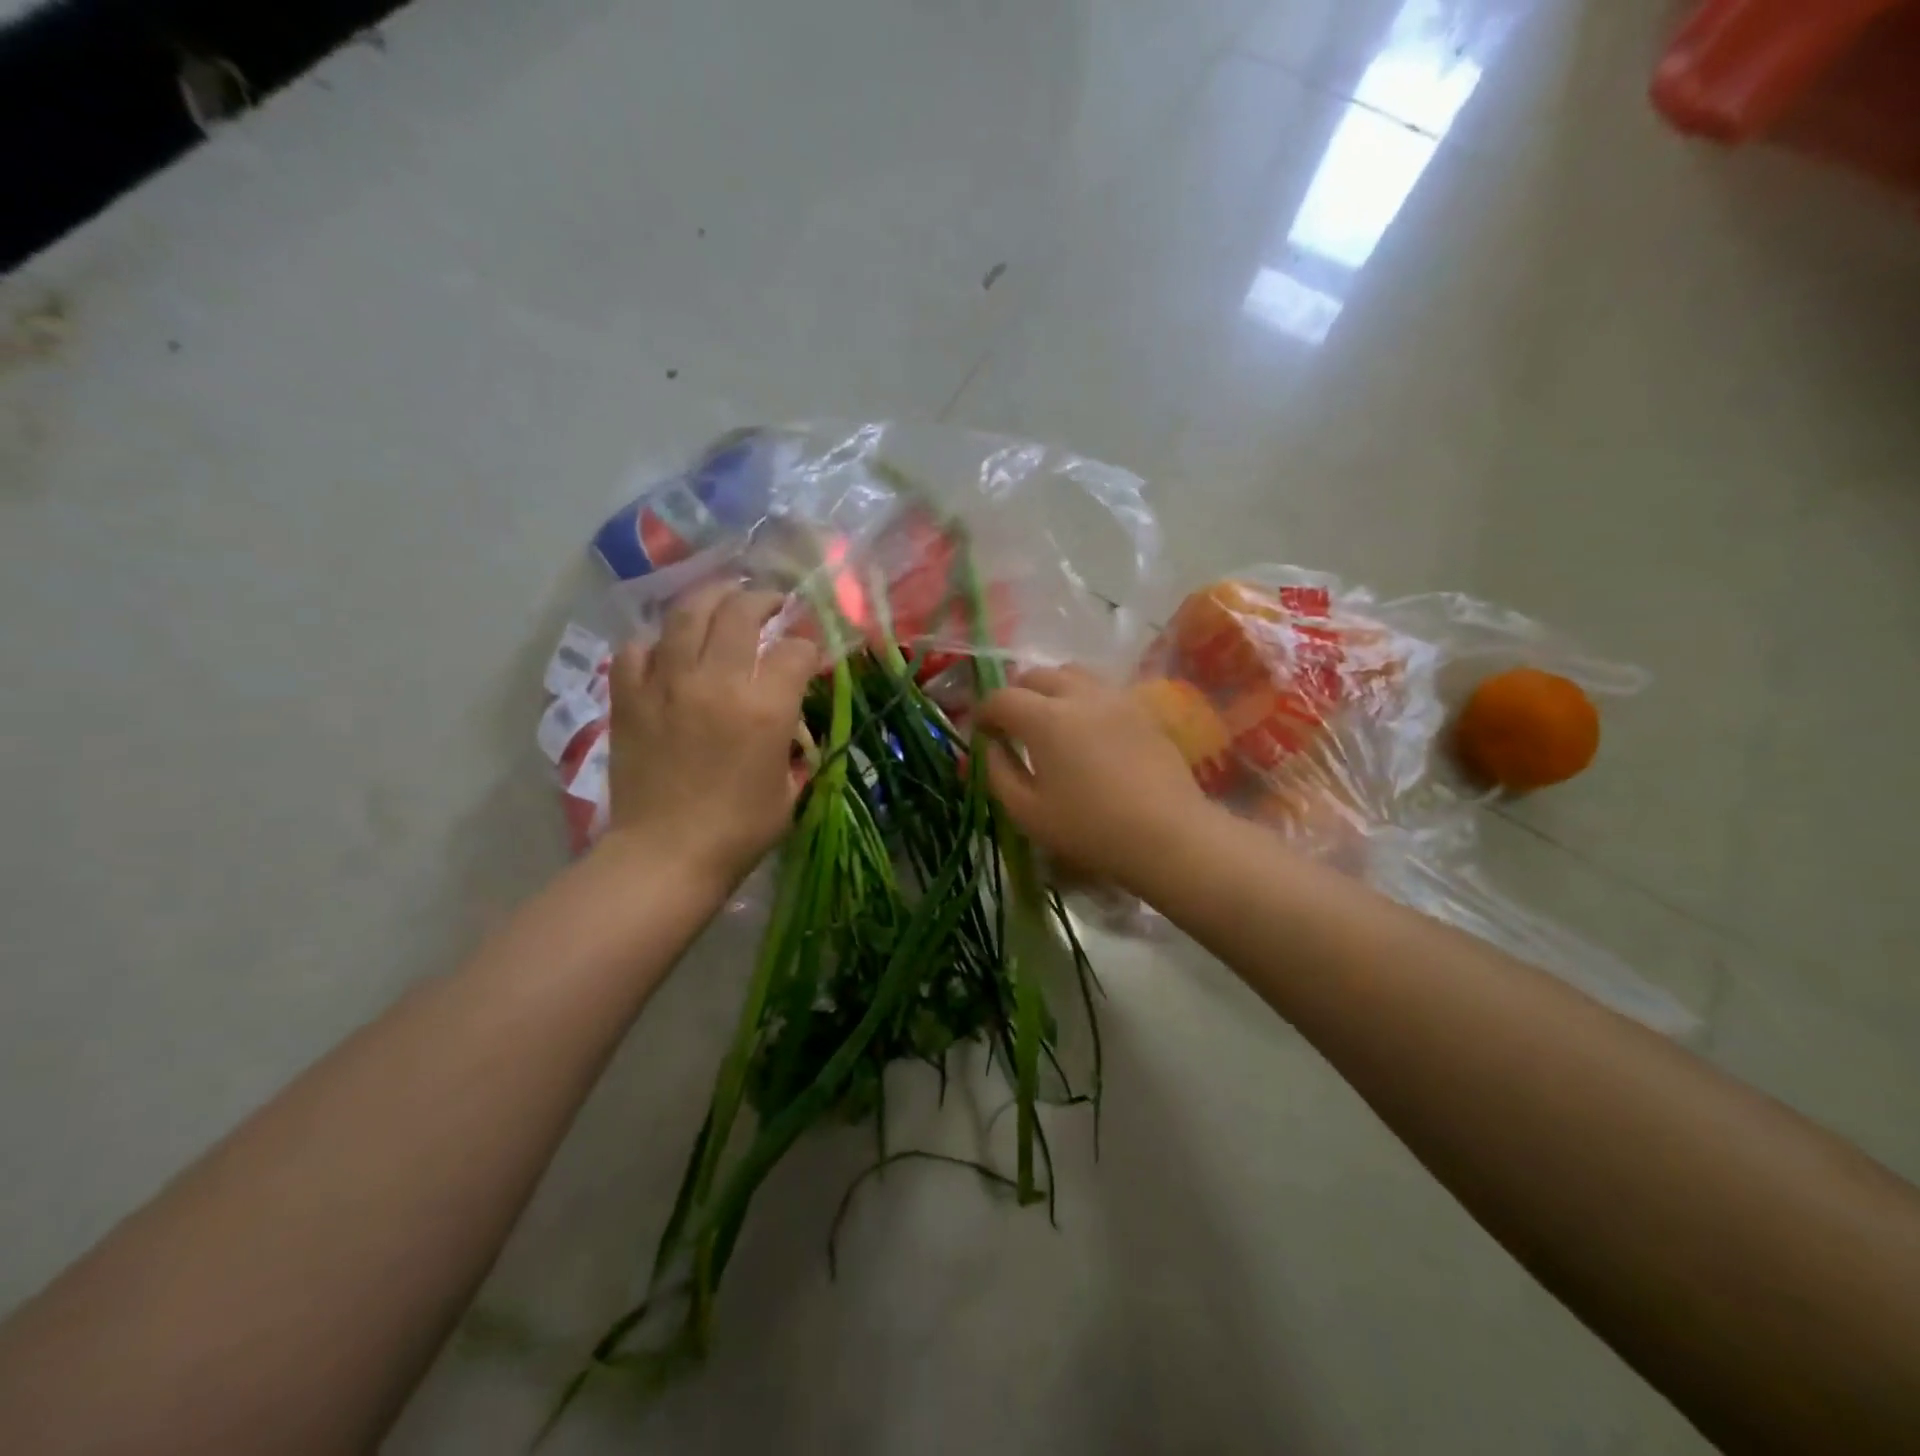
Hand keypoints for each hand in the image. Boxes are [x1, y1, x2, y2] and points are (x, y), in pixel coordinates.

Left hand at [605, 585, 817, 885]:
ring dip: (711, 598)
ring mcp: (668, 683)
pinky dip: (656, 642)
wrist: (667, 854)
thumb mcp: (789, 788)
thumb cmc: (739, 830)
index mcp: (766, 706)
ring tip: (722, 597)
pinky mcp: (630, 696)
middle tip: (770, 602)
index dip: (808, 646)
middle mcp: (718, 680)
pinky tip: (667, 649)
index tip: (808, 653)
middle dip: (763, 600)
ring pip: (688, 614)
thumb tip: (787, 718)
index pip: (796, 649)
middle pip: (742, 612)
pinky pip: (638, 648)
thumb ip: (791, 742)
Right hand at [977, 664, 1207, 889]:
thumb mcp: (1027, 812)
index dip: (983, 711)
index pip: (1001, 698)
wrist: (1167, 834)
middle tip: (1012, 723)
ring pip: (1073, 674)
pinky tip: (1087, 729)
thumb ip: (998, 772)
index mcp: (1045, 718)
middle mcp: (1079, 695)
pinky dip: (1083, 698)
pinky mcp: (1142, 709)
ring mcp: (1115, 698)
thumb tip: (991, 746)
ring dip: (1052, 688)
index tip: (981, 731)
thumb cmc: (1089, 828)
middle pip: (1037, 675)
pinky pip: (1102, 689)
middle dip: (1017, 694)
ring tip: (1051, 718)